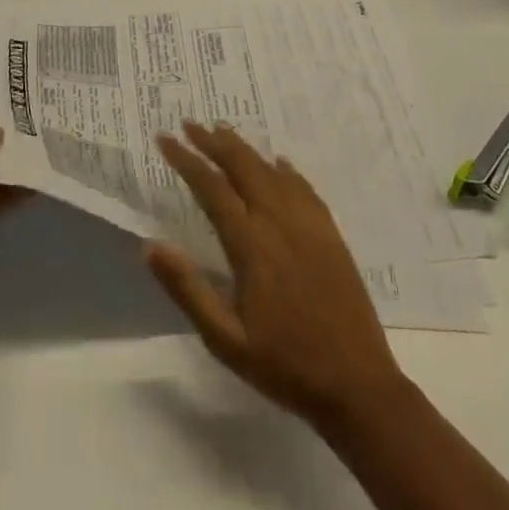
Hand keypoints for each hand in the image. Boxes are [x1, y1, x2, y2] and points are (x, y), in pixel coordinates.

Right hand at [147, 122, 405, 428]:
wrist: (358, 385)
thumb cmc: (284, 365)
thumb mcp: (226, 339)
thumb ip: (187, 289)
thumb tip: (150, 246)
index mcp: (250, 244)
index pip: (212, 187)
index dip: (186, 160)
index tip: (165, 138)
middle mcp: (279, 220)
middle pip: (243, 166)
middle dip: (213, 141)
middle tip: (190, 124)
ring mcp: (309, 223)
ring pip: (271, 170)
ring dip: (244, 148)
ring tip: (223, 132)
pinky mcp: (330, 232)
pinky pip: (303, 186)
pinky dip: (284, 169)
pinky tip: (278, 163)